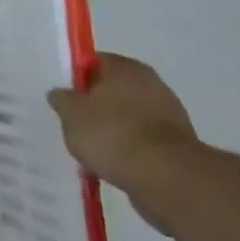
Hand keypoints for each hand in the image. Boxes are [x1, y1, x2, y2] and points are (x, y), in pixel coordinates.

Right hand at [49, 54, 202, 232]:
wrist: (166, 177)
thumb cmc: (112, 133)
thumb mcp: (71, 113)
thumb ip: (62, 99)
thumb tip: (61, 94)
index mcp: (125, 67)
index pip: (93, 62)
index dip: (75, 78)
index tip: (64, 97)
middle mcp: (151, 83)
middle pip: (113, 89)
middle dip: (95, 105)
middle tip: (75, 123)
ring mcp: (169, 113)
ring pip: (129, 115)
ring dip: (114, 128)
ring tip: (94, 149)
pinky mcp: (178, 143)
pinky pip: (143, 139)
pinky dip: (130, 148)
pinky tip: (115, 163)